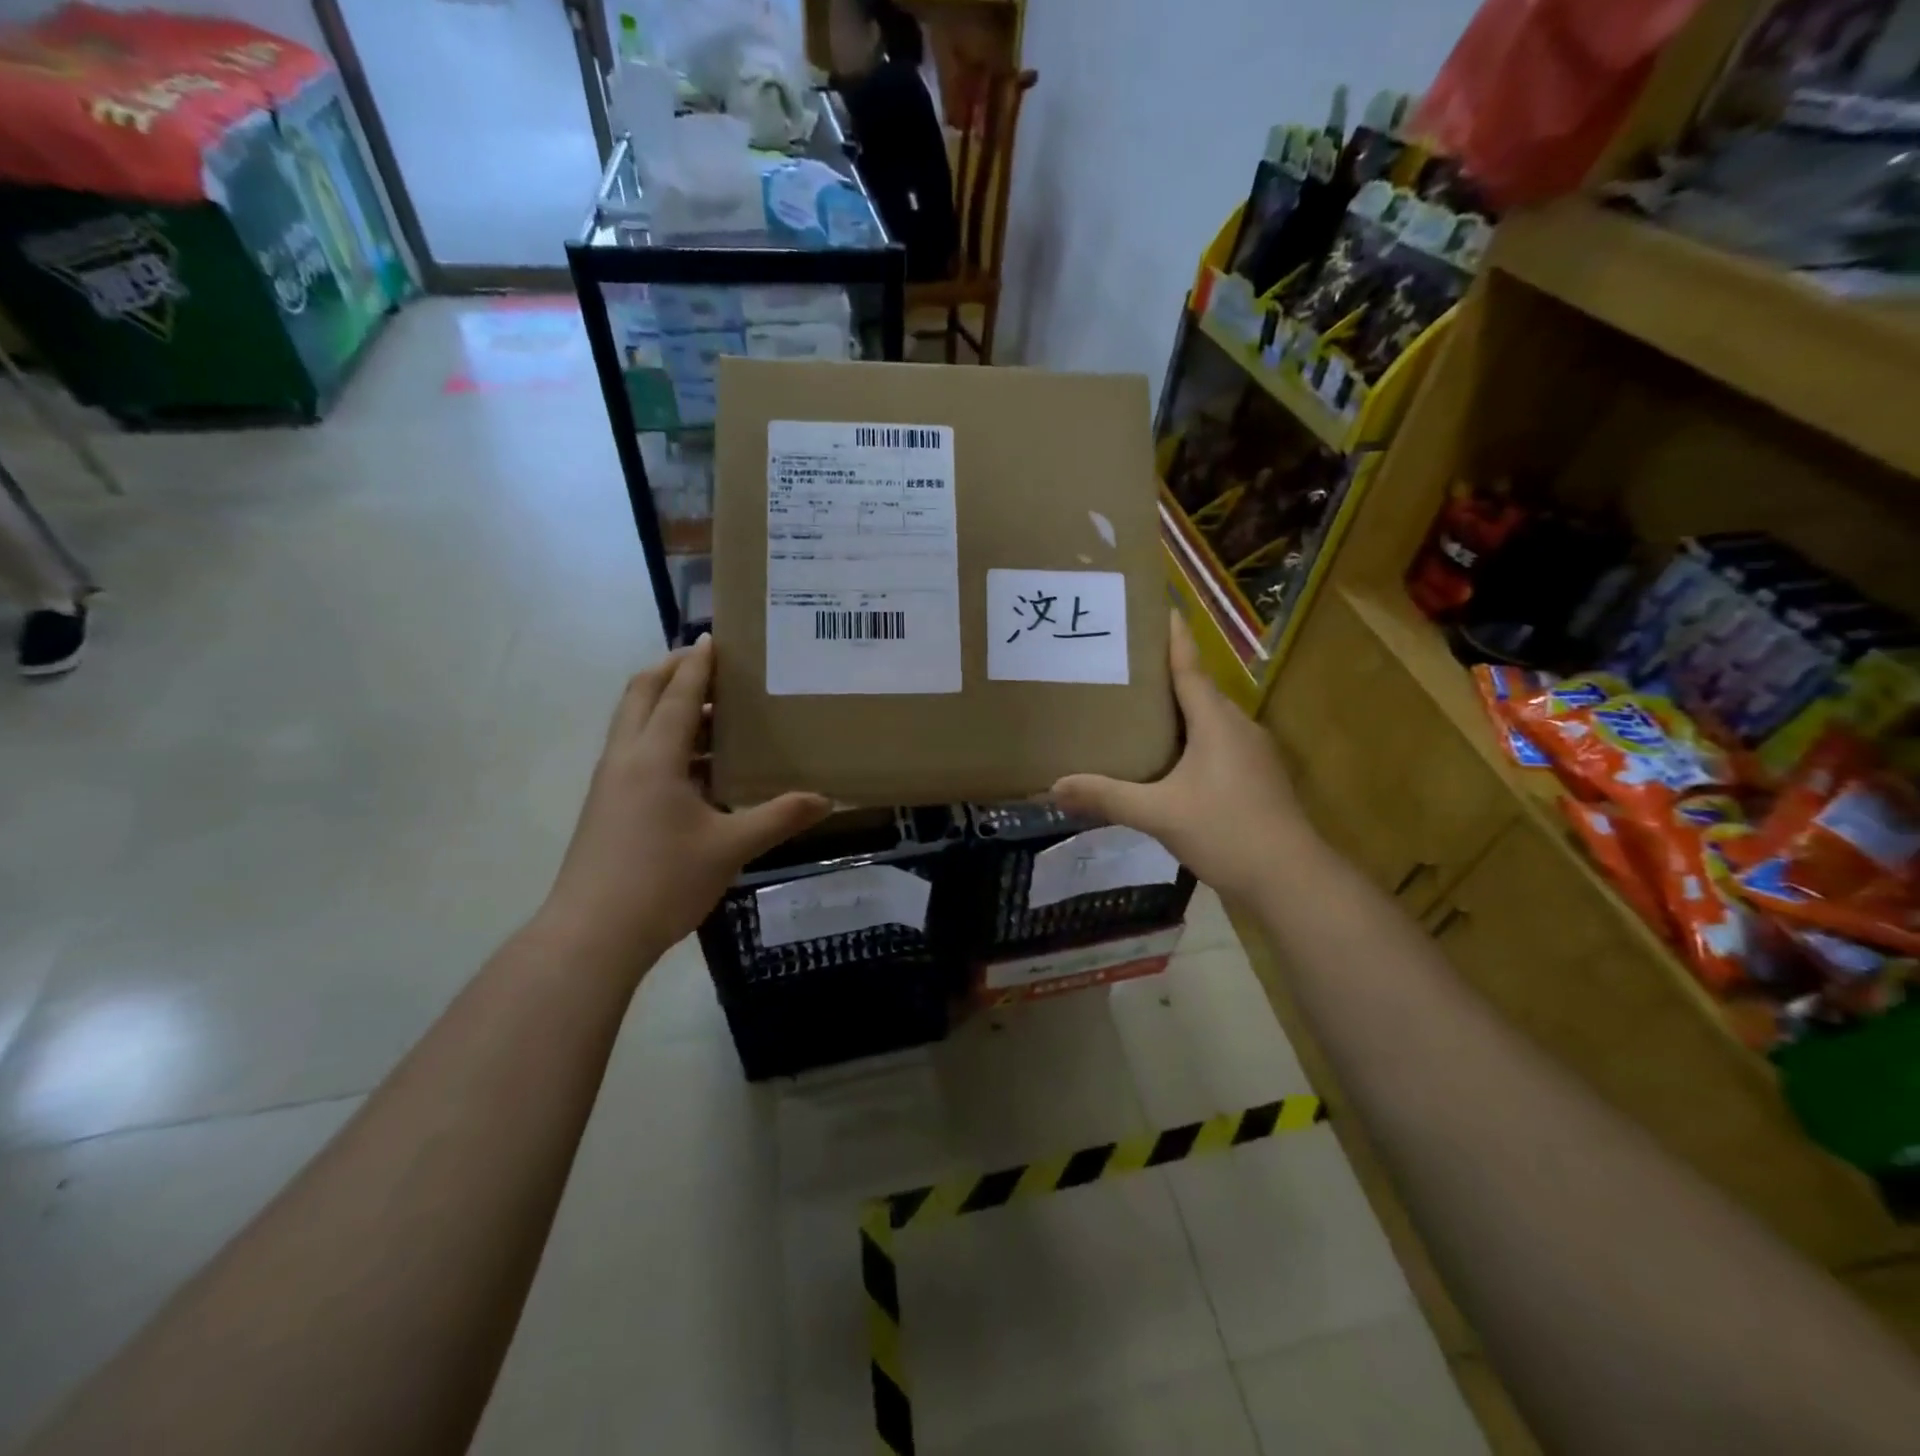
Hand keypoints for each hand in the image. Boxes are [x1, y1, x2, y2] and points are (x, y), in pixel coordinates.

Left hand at [538, 638, 831, 973]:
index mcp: (654, 757)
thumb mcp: (730, 848)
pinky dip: (663, 740)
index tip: (715, 638)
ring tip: (713, 712)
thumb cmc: (662, 881)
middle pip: (641, 694)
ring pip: (634, 724)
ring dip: (667, 706)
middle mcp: (626, 758)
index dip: (697, 663)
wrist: (591, 935)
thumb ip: (778, 817)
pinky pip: (636, 752)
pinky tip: (698, 767)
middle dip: (672, 670)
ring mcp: (611, 782)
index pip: (678, 693)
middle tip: (709, 664)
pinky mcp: (608, 806)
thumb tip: (826, 799)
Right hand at [1052, 612, 1311, 902]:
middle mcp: (1238, 727)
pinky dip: (1190, 741)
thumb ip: (1107, 797)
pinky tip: (1167, 761)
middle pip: (1198, 690)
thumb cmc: (1226, 831)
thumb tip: (1054, 787)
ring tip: (1137, 711)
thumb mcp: (1158, 814)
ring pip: (1208, 721)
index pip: (1190, 667)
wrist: (1290, 879)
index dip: (1173, 638)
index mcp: (1216, 721)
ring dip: (1178, 712)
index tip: (1160, 608)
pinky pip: (1217, 745)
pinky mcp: (1256, 778)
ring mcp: (1252, 754)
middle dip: (1165, 676)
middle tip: (1124, 667)